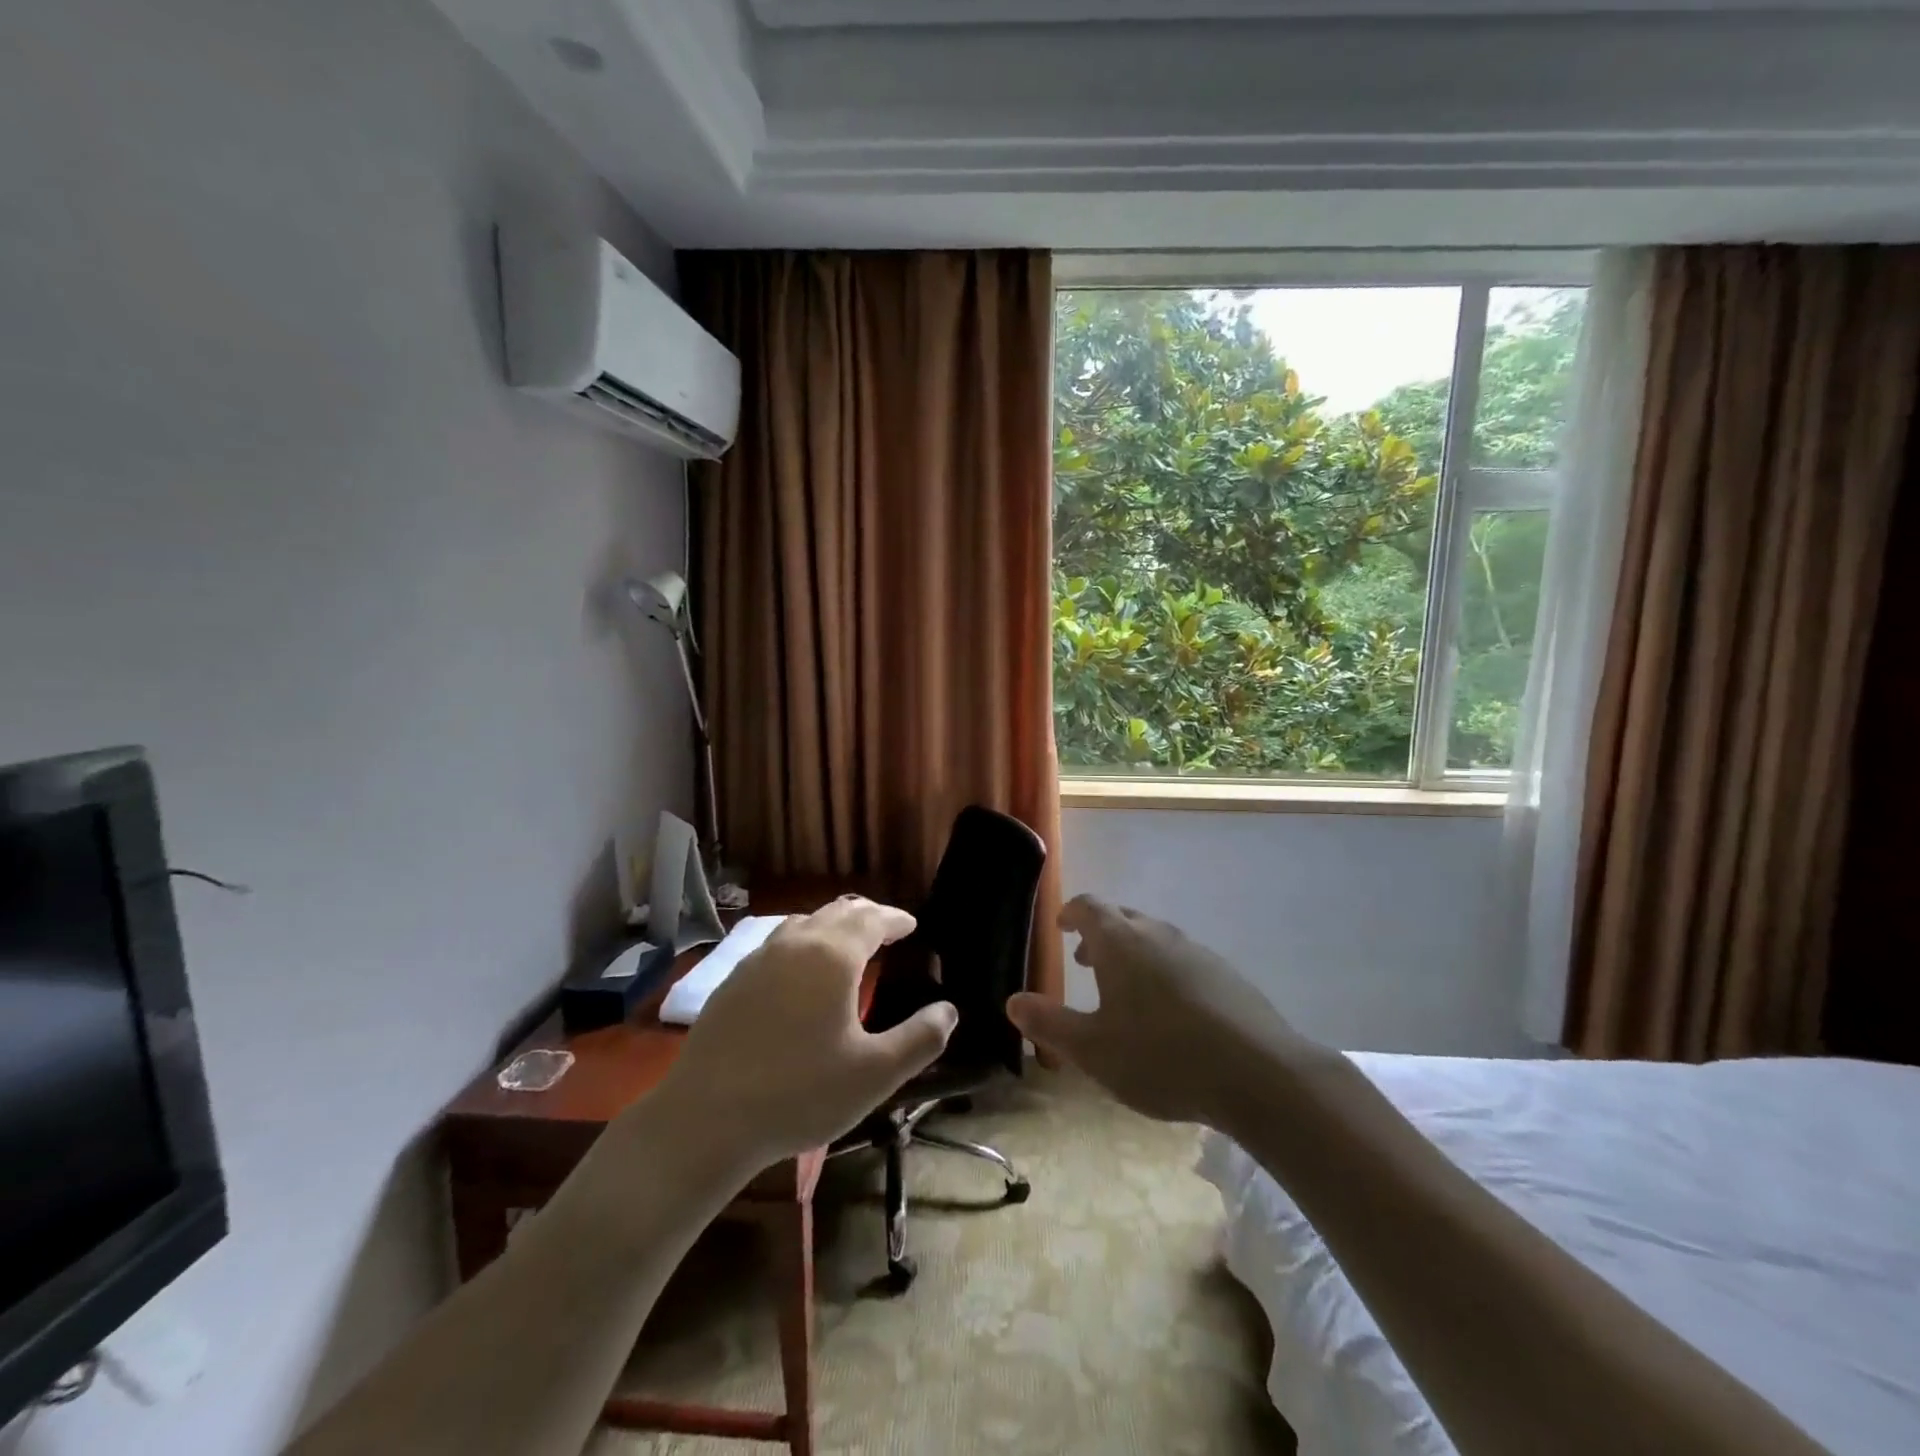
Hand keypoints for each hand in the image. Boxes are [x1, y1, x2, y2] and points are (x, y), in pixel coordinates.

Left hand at [654, 897, 956, 1165]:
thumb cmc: (800, 1093)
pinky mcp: (733, 980)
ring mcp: (758, 959)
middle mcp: (795, 944)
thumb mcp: (875, 1074)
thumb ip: (920, 1039)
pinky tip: (799, 974)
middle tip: (887, 931)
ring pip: (803, 923)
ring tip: (847, 946)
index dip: (896, 918)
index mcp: (833, 956)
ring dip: (832, 926)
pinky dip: (802, 944)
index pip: (873, 918)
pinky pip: (777, 944)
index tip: (912, 924)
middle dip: (867, 916)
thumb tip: (949, 1010)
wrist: (705, 1119)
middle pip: (837, 912)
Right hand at [1006, 894, 1307, 1125]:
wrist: (1258, 1074)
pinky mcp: (1226, 975)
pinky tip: (1171, 1012)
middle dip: (1100, 933)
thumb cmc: (1161, 1057)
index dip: (1071, 913)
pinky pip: (1183, 960)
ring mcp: (1197, 951)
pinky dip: (1164, 971)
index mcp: (1121, 942)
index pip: (1089, 907)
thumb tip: (1012, 1001)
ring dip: (1133, 953)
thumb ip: (1049, 1024)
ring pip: (1155, 938)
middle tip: (1085, 960)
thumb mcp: (1093, 1050)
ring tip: (1125, 989)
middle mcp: (1158, 934)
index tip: (1061, 926)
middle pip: (1123, 917)